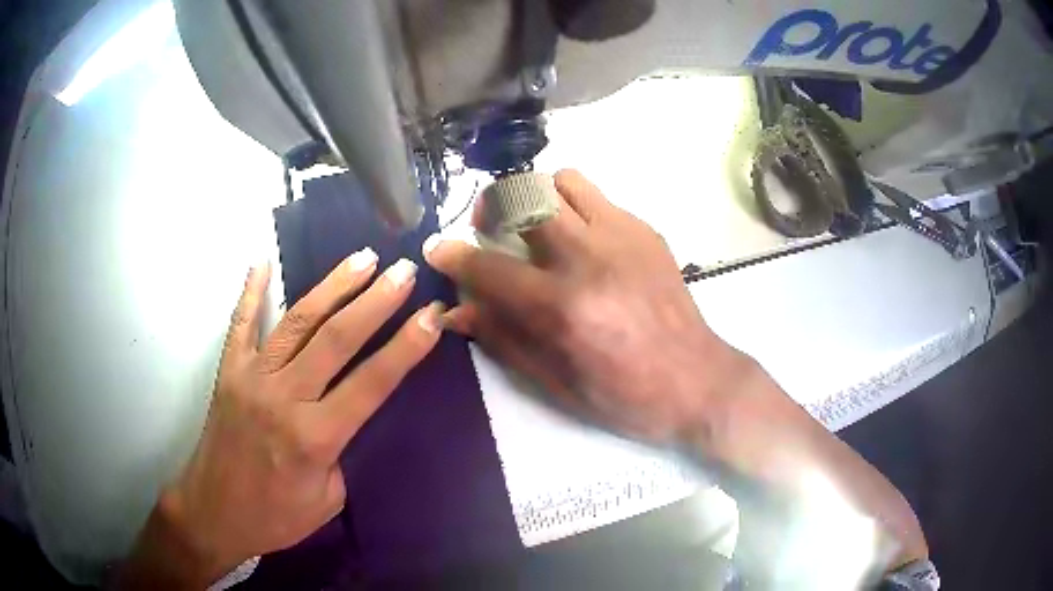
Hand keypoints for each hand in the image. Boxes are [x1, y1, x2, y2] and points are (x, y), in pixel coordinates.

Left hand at [117, 254, 444, 588]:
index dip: (406, 346)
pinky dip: (251, 292)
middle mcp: (284, 397)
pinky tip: (262, 262)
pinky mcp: (228, 371)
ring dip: (332, 286)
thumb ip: (339, 450)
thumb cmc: (276, 517)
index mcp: (315, 437)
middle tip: (405, 270)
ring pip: (297, 322)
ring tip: (363, 258)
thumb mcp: (328, 499)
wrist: (215, 513)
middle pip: (336, 338)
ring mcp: (251, 377)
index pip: (371, 382)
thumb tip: (340, 411)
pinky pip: (241, 324)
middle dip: (376, 301)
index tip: (433, 314)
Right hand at [424, 169, 749, 445]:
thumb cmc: (625, 396)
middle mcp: (590, 258)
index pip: (488, 267)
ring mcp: (623, 237)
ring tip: (537, 227)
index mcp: (563, 307)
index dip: (452, 256)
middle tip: (489, 227)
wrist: (698, 380)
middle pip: (523, 196)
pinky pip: (597, 198)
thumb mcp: (556, 382)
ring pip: (563, 181)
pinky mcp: (646, 231)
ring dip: (537, 197)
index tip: (436, 249)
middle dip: (492, 205)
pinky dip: (574, 210)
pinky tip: (582, 243)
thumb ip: (502, 338)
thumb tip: (455, 311)